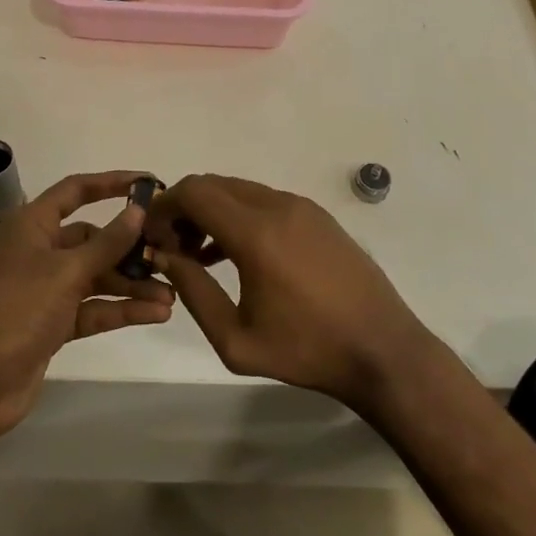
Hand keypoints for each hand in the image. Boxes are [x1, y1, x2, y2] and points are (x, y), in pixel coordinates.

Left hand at [0, 171, 173, 437]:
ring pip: (97, 277)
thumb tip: (138, 210)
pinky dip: (121, 310)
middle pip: (93, 239)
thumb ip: (106, 243)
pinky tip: (156, 314)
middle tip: (169, 253)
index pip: (76, 191)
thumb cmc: (18, 310)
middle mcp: (41, 251)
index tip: (149, 183)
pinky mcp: (55, 323)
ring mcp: (47, 289)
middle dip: (129, 248)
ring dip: (131, 284)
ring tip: (171, 294)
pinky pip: (94, 308)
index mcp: (33, 225)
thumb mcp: (66, 271)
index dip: (111, 183)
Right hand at [145, 174, 434, 411]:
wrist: (383, 350)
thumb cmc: (307, 351)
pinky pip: (264, 201)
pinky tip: (235, 254)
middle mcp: (277, 206)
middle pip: (214, 185)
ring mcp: (301, 206)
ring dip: (211, 211)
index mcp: (256, 233)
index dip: (164, 207)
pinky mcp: (318, 215)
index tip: (152, 236)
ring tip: (199, 255)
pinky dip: (239, 215)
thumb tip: (164, 257)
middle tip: (172, 247)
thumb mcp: (236, 339)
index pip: (194, 193)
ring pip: (239, 190)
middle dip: (184, 208)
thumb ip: (194, 291)